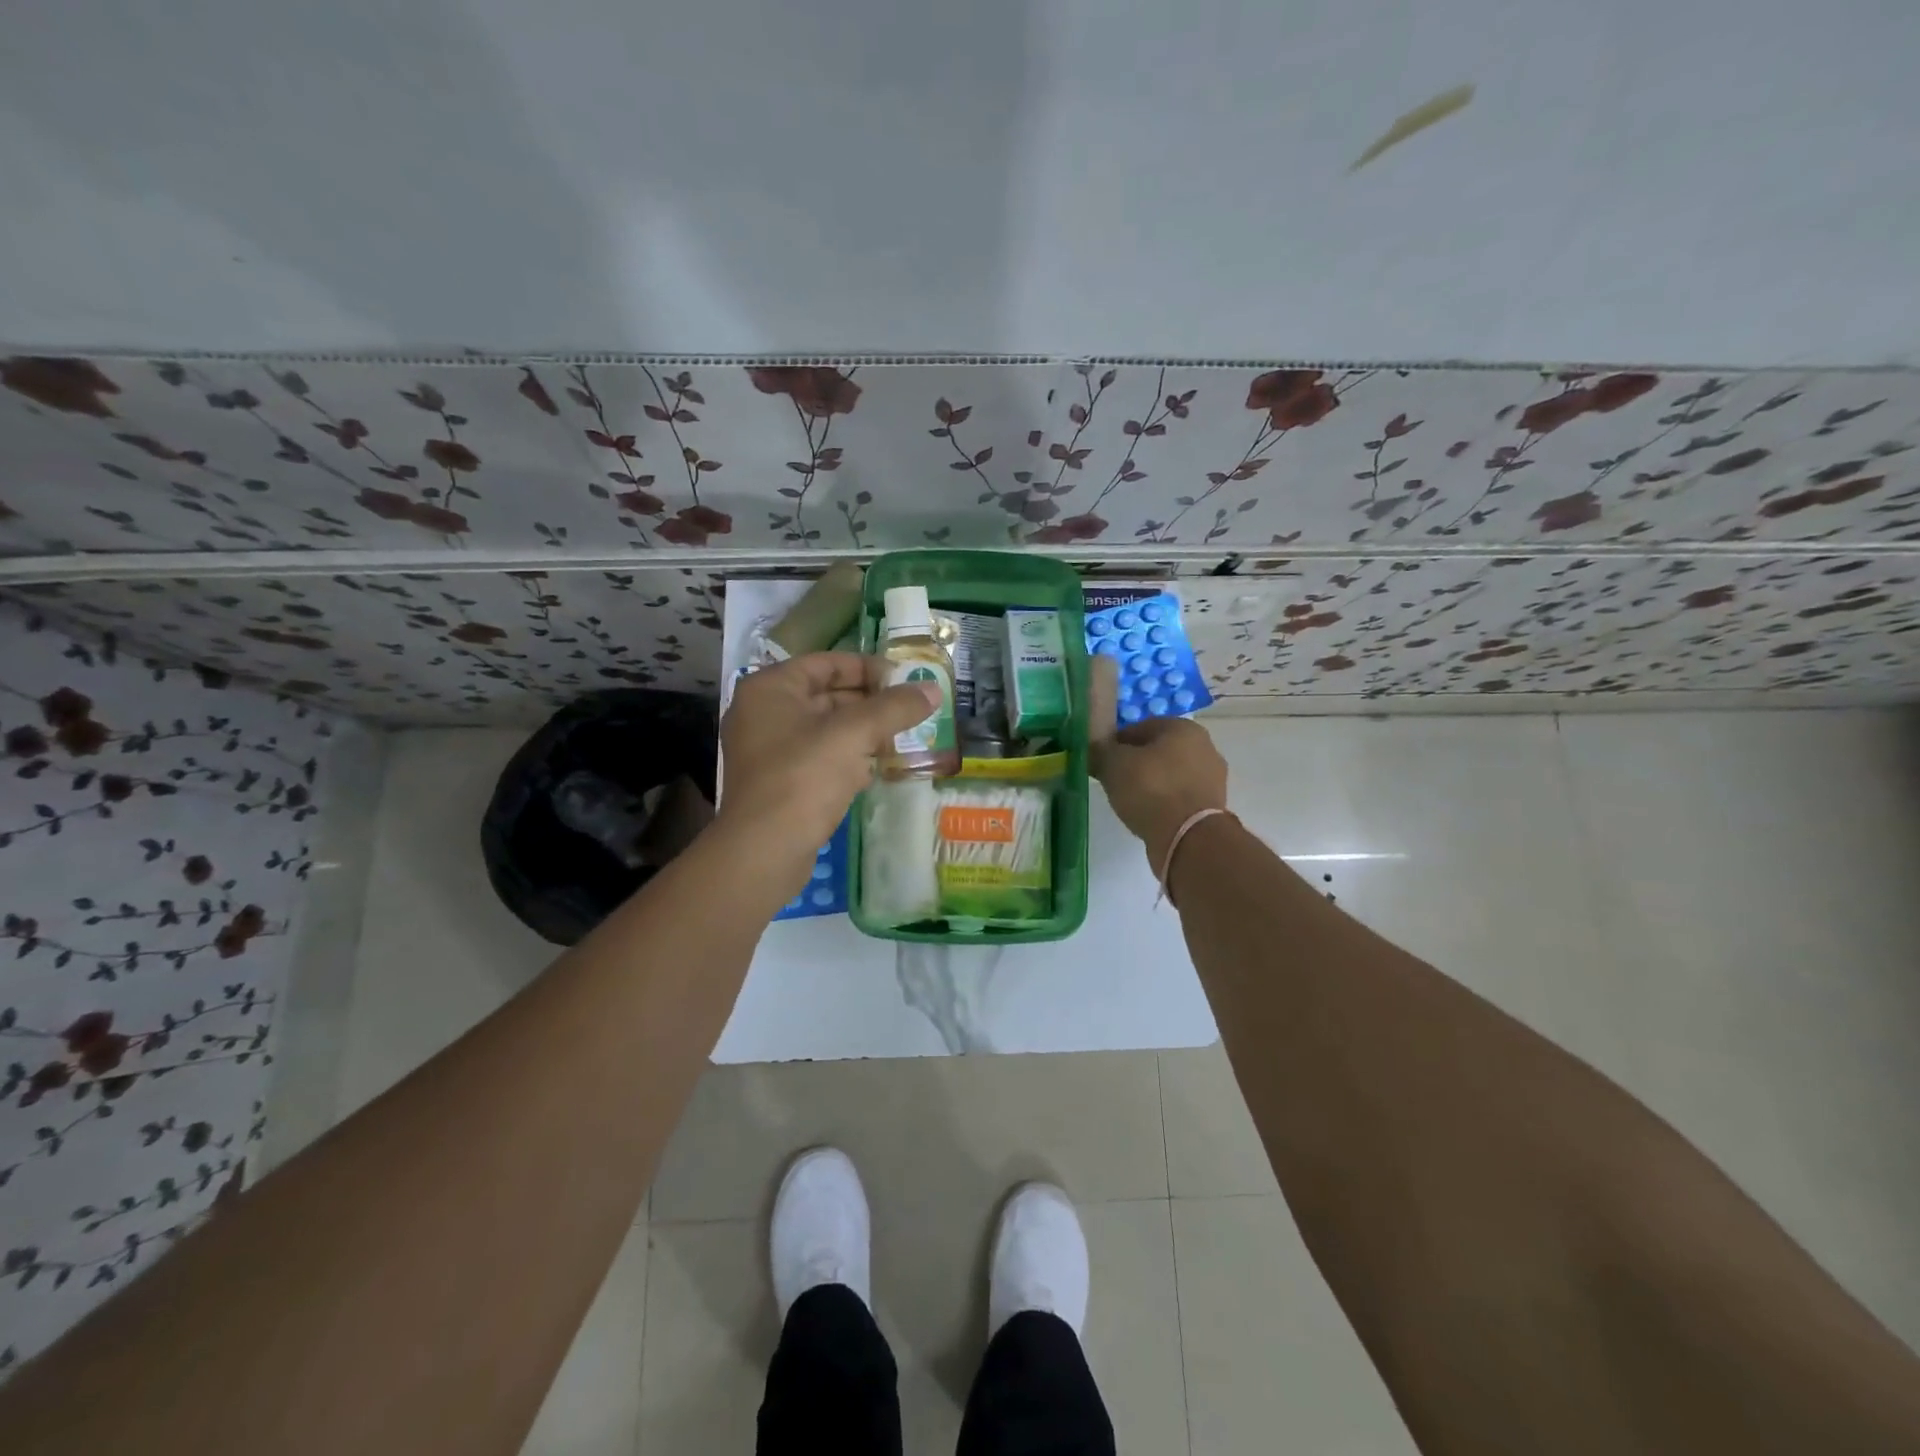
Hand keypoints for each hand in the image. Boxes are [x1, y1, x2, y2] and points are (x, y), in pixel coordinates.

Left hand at [717, 652, 937, 890]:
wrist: (764, 850)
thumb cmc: (804, 778)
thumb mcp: (855, 734)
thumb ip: (895, 708)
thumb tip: (933, 690)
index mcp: (771, 688)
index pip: (826, 663)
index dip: (868, 668)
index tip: (905, 680)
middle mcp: (763, 713)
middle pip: (826, 695)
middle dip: (869, 703)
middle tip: (909, 712)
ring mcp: (767, 750)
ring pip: (825, 729)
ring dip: (862, 732)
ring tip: (900, 739)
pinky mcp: (778, 782)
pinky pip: (818, 758)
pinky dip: (847, 758)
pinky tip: (874, 770)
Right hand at [1090, 658, 1228, 868]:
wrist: (1187, 838)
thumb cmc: (1150, 789)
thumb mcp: (1112, 764)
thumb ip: (1099, 751)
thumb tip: (1092, 749)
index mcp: (1182, 727)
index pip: (1139, 728)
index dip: (1115, 743)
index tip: (1101, 762)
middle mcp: (1204, 746)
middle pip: (1157, 751)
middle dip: (1135, 764)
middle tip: (1114, 782)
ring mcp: (1212, 778)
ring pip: (1170, 775)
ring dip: (1150, 784)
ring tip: (1129, 802)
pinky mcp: (1212, 806)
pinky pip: (1179, 797)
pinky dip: (1163, 803)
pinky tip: (1148, 815)